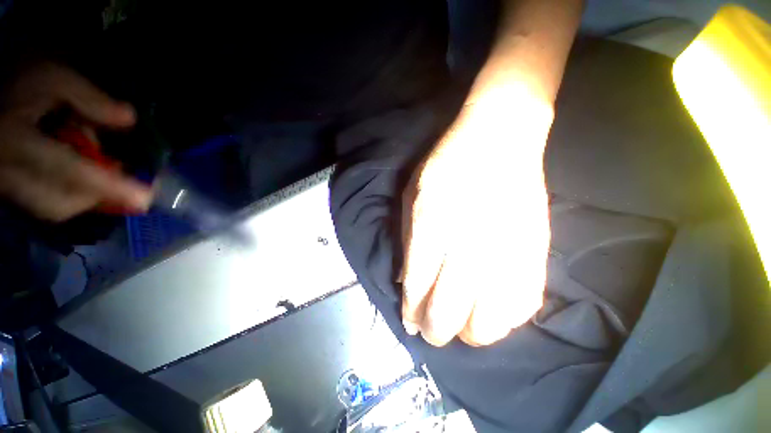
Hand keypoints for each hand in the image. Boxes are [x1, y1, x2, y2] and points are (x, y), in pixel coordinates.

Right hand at [0, 62, 150, 220]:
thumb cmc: (16, 86)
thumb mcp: (53, 79)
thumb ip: (89, 99)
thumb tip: (128, 119)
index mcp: (17, 142)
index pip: (68, 170)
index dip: (108, 187)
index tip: (144, 199)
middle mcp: (9, 174)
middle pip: (61, 203)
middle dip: (98, 196)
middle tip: (123, 179)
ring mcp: (7, 187)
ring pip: (53, 208)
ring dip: (86, 197)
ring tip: (103, 174)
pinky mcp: (10, 191)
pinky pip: (45, 205)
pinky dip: (72, 196)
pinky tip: (85, 179)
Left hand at [400, 86, 552, 346]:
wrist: (498, 139)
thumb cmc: (446, 163)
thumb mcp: (412, 194)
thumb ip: (408, 238)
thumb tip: (404, 279)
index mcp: (432, 223)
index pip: (417, 283)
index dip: (412, 309)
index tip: (409, 322)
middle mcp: (467, 242)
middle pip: (449, 309)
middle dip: (436, 330)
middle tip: (430, 333)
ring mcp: (505, 247)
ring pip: (490, 319)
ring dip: (471, 333)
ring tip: (460, 329)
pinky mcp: (535, 248)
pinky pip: (524, 302)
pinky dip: (505, 319)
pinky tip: (491, 315)